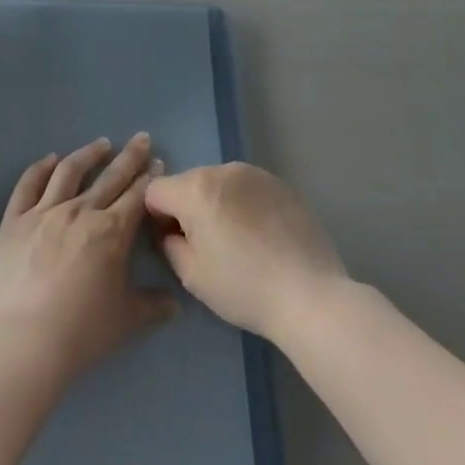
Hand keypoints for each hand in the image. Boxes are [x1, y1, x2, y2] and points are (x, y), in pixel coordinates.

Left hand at [0, 134, 177, 380]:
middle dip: (129, 156)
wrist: (24, 340)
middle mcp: (80, 212)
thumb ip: (153, 307)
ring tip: (101, 144)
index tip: (158, 163)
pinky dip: (40, 168)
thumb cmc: (81, 331)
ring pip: (69, 172)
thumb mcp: (127, 321)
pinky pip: (28, 185)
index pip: (137, 196)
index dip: (150, 179)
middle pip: (110, 176)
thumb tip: (175, 304)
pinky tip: (50, 159)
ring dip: (88, 154)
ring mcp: (44, 212)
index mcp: (112, 232)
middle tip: (141, 139)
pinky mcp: (14, 220)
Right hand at [145, 163, 347, 342]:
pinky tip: (261, 235)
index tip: (173, 242)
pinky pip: (247, 188)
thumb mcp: (191, 275)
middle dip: (187, 207)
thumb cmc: (243, 288)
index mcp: (195, 189)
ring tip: (238, 240)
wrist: (310, 295)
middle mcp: (223, 170)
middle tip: (206, 244)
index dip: (156, 217)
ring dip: (216, 203)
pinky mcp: (281, 184)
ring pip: (219, 183)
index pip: (155, 190)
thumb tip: (170, 231)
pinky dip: (244, 204)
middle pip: (187, 182)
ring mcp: (256, 174)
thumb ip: (168, 244)